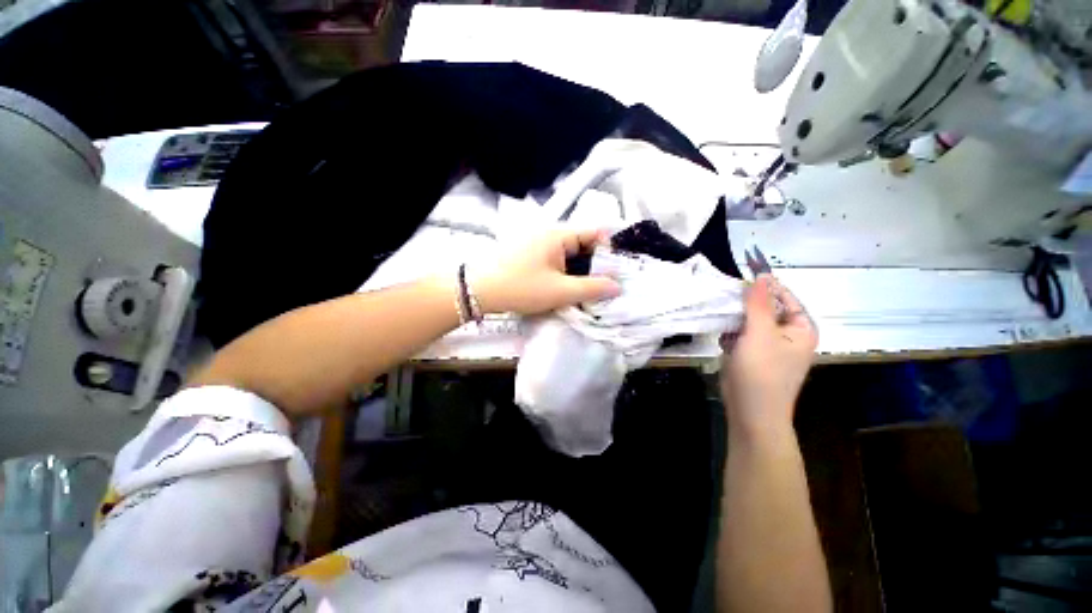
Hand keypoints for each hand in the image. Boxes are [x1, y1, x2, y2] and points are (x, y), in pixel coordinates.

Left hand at [473, 229, 620, 315]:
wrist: (479, 290)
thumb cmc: (521, 287)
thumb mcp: (560, 291)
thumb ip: (591, 288)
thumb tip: (617, 286)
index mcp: (559, 234)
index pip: (595, 233)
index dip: (610, 250)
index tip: (618, 272)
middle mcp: (550, 233)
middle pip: (583, 243)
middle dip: (597, 264)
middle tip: (607, 285)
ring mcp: (538, 242)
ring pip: (569, 253)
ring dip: (581, 270)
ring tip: (591, 289)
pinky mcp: (530, 254)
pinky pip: (556, 259)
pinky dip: (566, 271)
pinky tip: (569, 287)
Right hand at [720, 274, 816, 437]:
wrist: (751, 412)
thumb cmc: (761, 372)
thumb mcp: (759, 333)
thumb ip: (758, 303)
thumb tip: (761, 275)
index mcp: (801, 328)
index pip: (784, 296)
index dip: (764, 286)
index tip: (740, 278)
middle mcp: (788, 334)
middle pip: (765, 308)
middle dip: (745, 306)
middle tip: (727, 303)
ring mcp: (769, 346)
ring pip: (750, 321)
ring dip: (736, 321)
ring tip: (725, 326)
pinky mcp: (753, 355)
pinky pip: (742, 335)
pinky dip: (732, 335)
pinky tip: (725, 343)